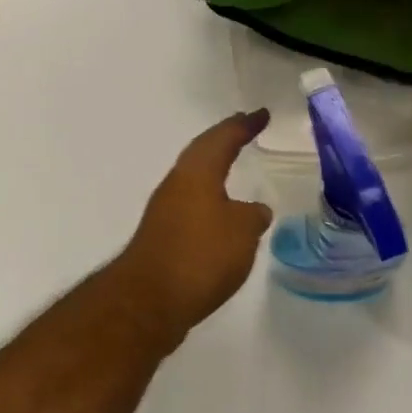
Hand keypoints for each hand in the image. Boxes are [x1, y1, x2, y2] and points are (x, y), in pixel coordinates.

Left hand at [109, 112, 274, 349]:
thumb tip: (254, 210)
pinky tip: (219, 215)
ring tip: (233, 167)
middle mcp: (177, 182)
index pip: (223, 137)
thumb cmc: (200, 255)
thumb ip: (252, 215)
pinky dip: (208, 197)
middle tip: (245, 129)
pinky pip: (191, 202)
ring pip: (194, 176)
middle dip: (225, 139)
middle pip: (203, 151)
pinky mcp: (162, 234)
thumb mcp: (241, 232)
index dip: (244, 125)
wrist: (150, 298)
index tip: (261, 114)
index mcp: (197, 171)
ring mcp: (165, 208)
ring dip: (214, 168)